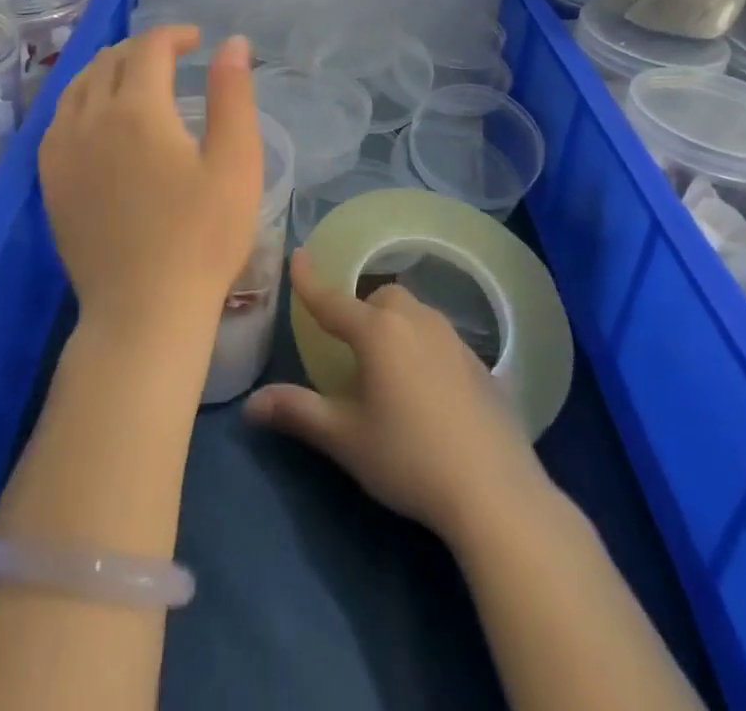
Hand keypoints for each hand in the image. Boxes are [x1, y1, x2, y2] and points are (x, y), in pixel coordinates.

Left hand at [39, 27, 263, 351]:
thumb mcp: (236, 162)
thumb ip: (233, 95)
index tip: (197, 43)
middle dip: (143, 49)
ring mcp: (62, 149)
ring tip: (136, 81)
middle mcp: (90, 117)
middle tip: (173, 61)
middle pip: (110, 59)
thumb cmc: (202, 237)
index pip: (149, 46)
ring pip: (78, 84)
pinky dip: (81, 100)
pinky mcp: (49, 179)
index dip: (174, 35)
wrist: (143, 311)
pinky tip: (99, 118)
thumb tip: (232, 42)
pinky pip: (58, 118)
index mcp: (138, 108)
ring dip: (108, 70)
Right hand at [245, 248, 549, 544]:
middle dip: (361, 310)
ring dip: (395, 325)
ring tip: (388, 367)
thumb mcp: (345, 438)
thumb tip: (250, 404)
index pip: (332, 300)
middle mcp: (416, 321)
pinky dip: (424, 348)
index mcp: (378, 332)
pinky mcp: (481, 364)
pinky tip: (428, 390)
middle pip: (381, 298)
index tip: (298, 254)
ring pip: (415, 313)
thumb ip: (298, 412)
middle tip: (350, 346)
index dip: (310, 280)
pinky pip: (441, 339)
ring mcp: (454, 340)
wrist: (495, 491)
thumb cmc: (409, 458)